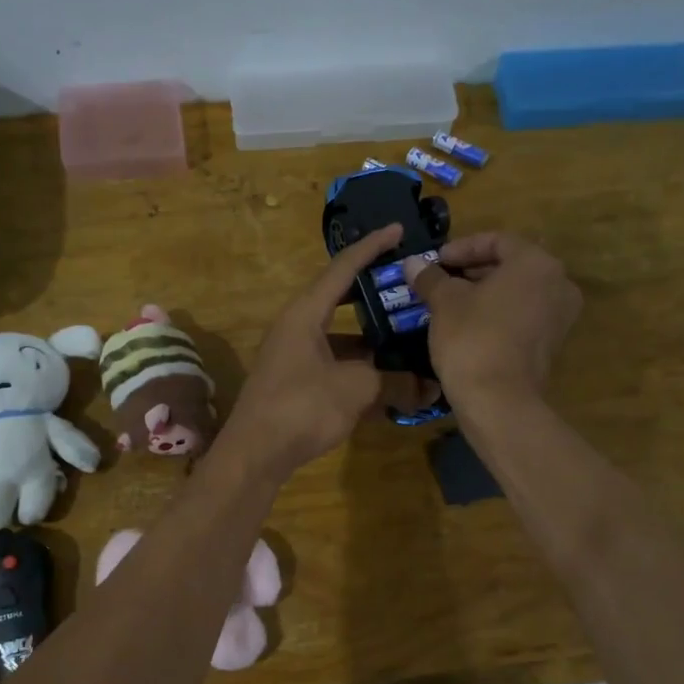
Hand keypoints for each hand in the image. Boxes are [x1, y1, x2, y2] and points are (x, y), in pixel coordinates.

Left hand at [220, 224, 434, 480]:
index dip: (372, 247)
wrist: (255, 453)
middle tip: (409, 290)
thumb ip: (395, 381)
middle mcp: (296, 327)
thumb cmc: (303, 407)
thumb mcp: (357, 388)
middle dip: (375, 296)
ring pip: (339, 338)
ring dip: (371, 340)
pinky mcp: (294, 383)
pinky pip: (333, 364)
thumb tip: (429, 387)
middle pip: (340, 301)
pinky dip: (359, 368)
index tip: (398, 230)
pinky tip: (387, 381)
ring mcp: (293, 356)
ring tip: (408, 339)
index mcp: (304, 313)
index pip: (342, 268)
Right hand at [403, 232, 580, 409]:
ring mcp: (559, 316)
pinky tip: (469, 325)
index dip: (462, 247)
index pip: (497, 240)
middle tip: (441, 280)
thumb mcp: (444, 302)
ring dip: (485, 293)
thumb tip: (413, 263)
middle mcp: (558, 283)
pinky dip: (498, 313)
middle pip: (511, 265)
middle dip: (473, 270)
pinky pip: (523, 316)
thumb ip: (430, 277)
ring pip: (518, 292)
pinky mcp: (552, 344)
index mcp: (536, 263)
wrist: (498, 400)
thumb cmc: (472, 338)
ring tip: (450, 302)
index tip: (435, 261)